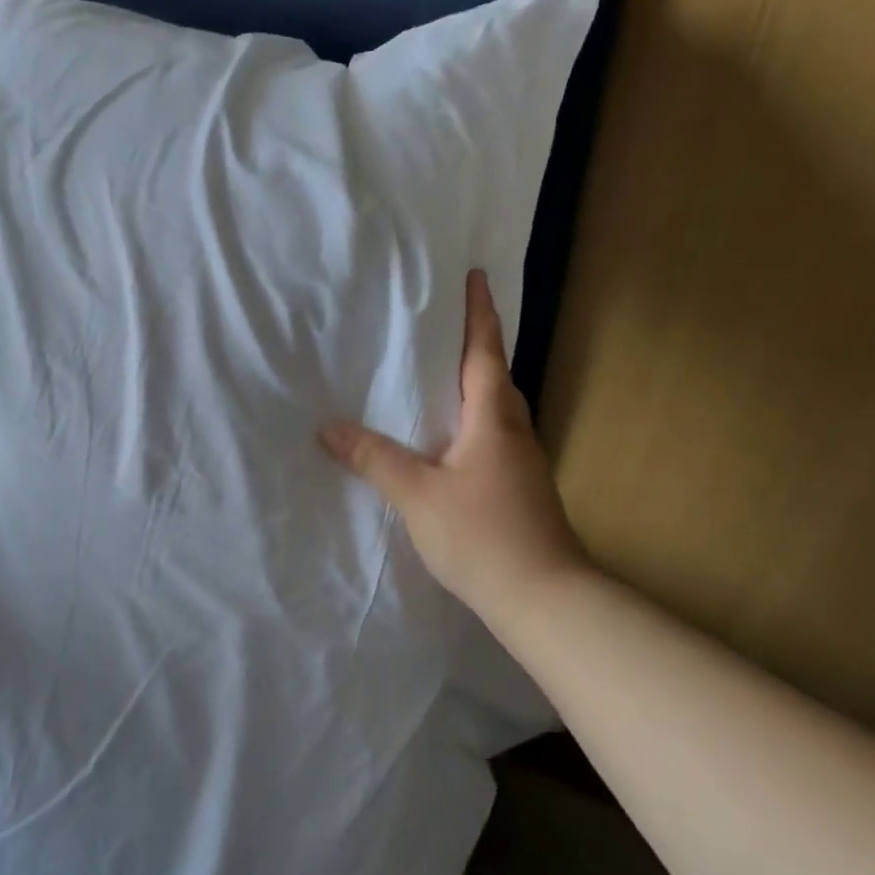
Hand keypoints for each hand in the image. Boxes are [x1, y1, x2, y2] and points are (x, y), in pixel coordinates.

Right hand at [320, 270, 592, 628]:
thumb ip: (374, 460)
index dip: (479, 313)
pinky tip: (449, 442)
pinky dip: (472, 423)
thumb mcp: (418, 495)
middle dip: (475, 346)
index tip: (476, 276)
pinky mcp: (521, 489)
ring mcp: (522, 463)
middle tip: (444, 326)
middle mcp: (514, 431)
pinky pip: (494, 438)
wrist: (545, 599)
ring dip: (474, 386)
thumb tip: (328, 428)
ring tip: (439, 378)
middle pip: (496, 377)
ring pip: (497, 410)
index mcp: (493, 418)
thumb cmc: (483, 535)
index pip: (485, 352)